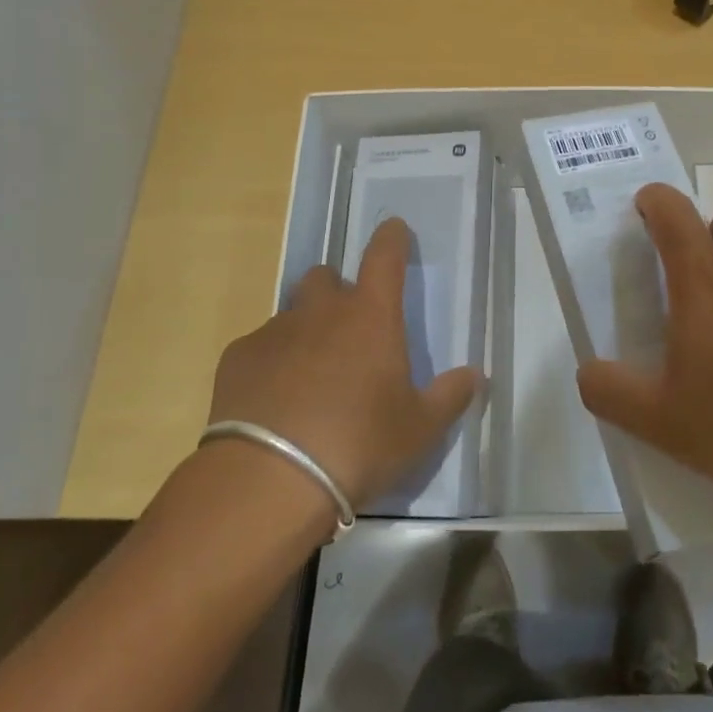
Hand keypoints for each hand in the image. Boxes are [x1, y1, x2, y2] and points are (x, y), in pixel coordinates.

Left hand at [207, 219, 477, 508]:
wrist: (269, 482)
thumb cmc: (358, 446)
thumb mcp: (419, 430)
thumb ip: (450, 397)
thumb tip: (475, 375)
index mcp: (371, 316)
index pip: (385, 255)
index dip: (392, 238)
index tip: (395, 230)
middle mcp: (321, 310)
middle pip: (327, 277)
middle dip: (338, 293)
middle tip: (348, 331)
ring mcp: (274, 331)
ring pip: (292, 314)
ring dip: (305, 332)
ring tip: (309, 377)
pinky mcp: (237, 358)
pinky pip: (259, 347)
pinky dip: (271, 363)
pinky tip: (273, 402)